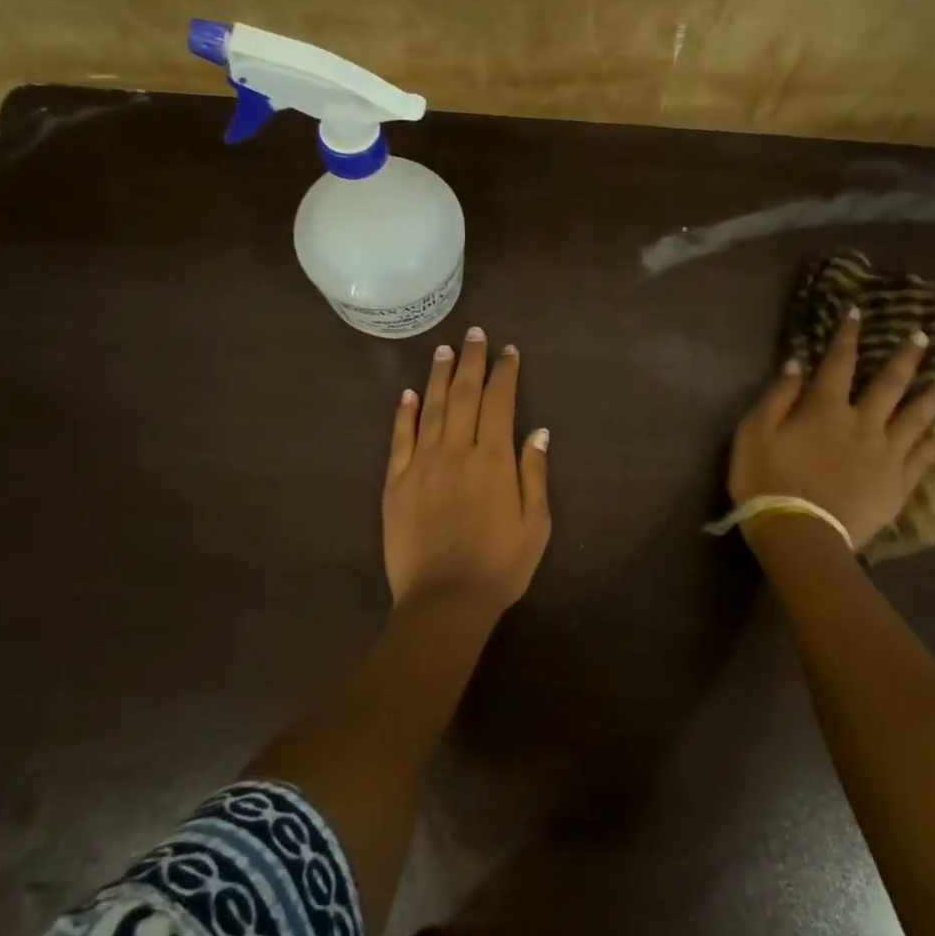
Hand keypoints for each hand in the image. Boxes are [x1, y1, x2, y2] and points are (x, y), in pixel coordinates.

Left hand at [384, 327, 551, 613]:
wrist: (444, 601)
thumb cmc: (499, 567)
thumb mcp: (536, 525)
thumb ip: (534, 475)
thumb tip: (538, 432)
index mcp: (494, 461)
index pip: (499, 403)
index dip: (504, 374)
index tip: (508, 351)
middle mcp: (456, 452)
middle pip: (463, 395)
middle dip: (471, 361)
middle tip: (474, 334)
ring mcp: (422, 465)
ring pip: (429, 409)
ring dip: (437, 376)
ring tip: (444, 350)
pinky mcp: (396, 483)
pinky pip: (399, 439)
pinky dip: (403, 414)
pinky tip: (407, 394)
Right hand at [727, 312, 934, 549]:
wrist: (799, 533)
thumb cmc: (767, 480)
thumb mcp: (754, 433)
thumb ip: (778, 397)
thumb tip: (798, 364)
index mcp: (826, 409)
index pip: (839, 363)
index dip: (848, 336)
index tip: (859, 313)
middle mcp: (863, 424)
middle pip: (890, 385)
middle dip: (905, 358)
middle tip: (923, 337)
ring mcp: (885, 455)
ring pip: (916, 418)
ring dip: (932, 395)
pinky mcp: (896, 485)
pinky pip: (921, 458)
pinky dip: (933, 442)